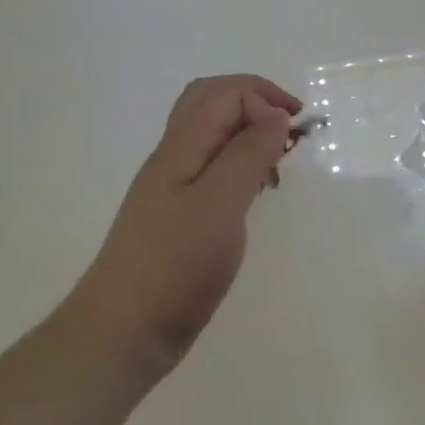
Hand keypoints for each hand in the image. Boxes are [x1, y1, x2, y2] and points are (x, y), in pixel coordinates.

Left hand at [77, 74, 301, 387]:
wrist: (127, 330)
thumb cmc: (175, 266)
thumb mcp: (219, 204)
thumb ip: (247, 155)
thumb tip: (275, 115)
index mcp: (180, 149)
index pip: (223, 94)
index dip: (263, 98)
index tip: (297, 133)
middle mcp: (174, 160)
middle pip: (210, 104)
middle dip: (255, 102)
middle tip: (291, 129)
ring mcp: (174, 189)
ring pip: (211, 137)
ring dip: (248, 133)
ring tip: (279, 159)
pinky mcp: (181, 218)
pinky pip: (213, 170)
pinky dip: (241, 165)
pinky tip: (256, 192)